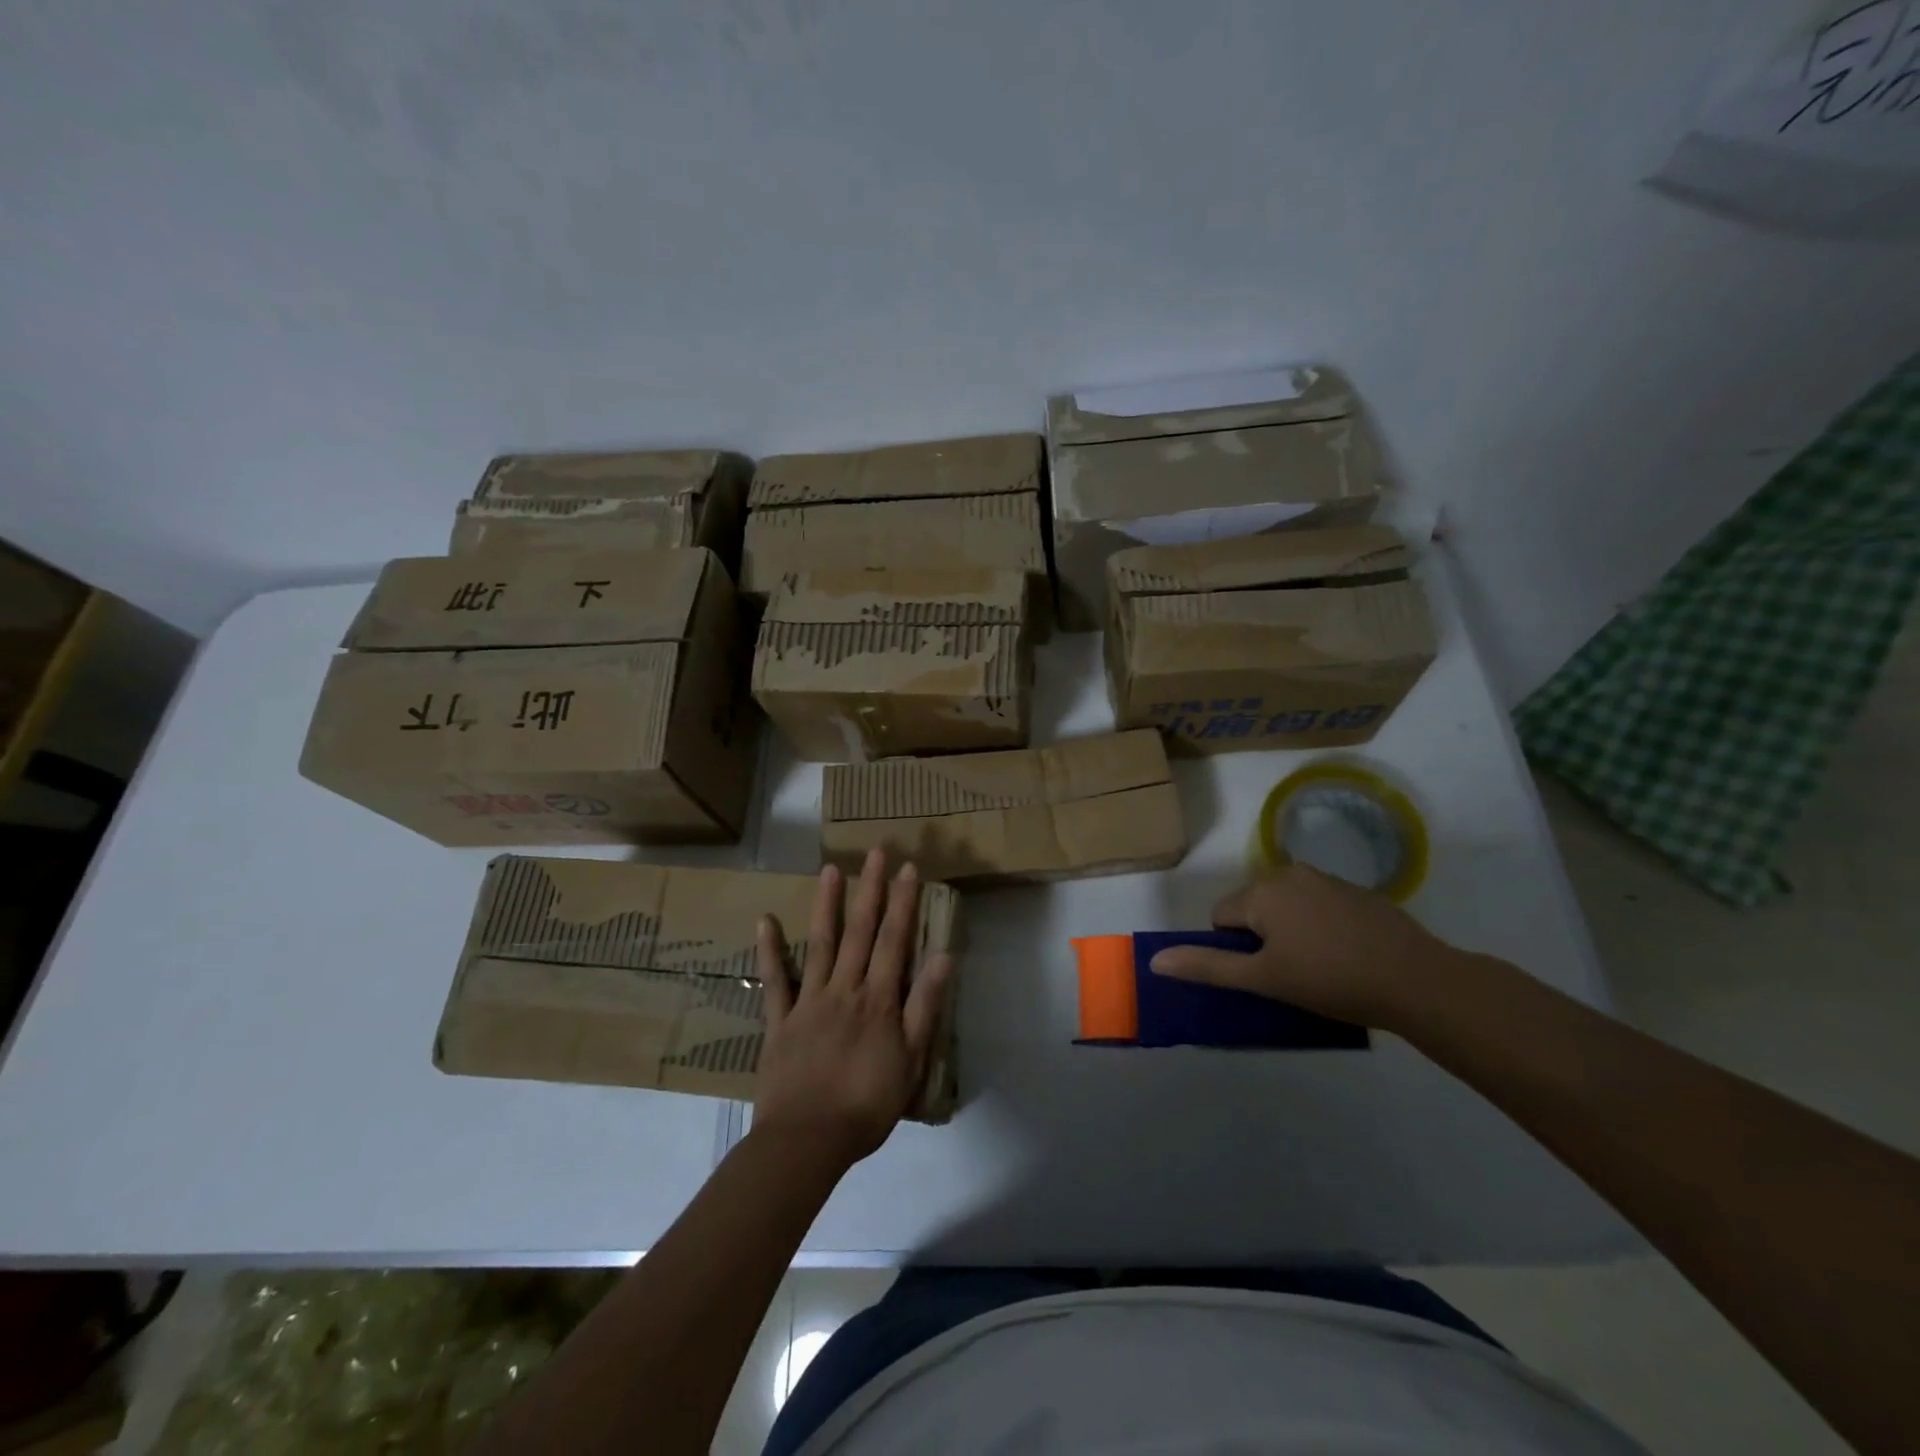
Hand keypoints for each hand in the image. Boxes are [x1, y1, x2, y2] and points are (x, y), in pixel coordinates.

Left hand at [752, 849, 954, 1168]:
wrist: (807, 1141)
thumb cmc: (867, 1105)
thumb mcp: (911, 1061)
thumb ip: (925, 1007)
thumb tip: (943, 957)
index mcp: (879, 1000)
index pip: (895, 940)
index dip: (903, 902)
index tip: (909, 868)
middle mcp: (845, 989)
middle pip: (861, 931)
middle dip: (871, 889)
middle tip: (876, 852)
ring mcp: (809, 1001)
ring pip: (820, 943)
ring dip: (827, 904)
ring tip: (831, 869)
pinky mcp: (780, 1020)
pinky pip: (774, 980)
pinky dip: (769, 950)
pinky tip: (765, 920)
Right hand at [1148, 864, 1462, 1029]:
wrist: (1418, 981)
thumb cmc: (1330, 980)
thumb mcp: (1263, 979)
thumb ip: (1207, 966)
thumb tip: (1155, 960)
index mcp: (1261, 891)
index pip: (1221, 917)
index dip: (1237, 950)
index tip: (1269, 974)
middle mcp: (1289, 873)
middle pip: (1253, 908)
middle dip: (1263, 938)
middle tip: (1294, 973)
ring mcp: (1327, 878)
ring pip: (1287, 907)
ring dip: (1292, 931)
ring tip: (1323, 967)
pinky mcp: (1358, 891)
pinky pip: (1319, 906)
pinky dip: (1322, 926)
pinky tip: (1347, 955)